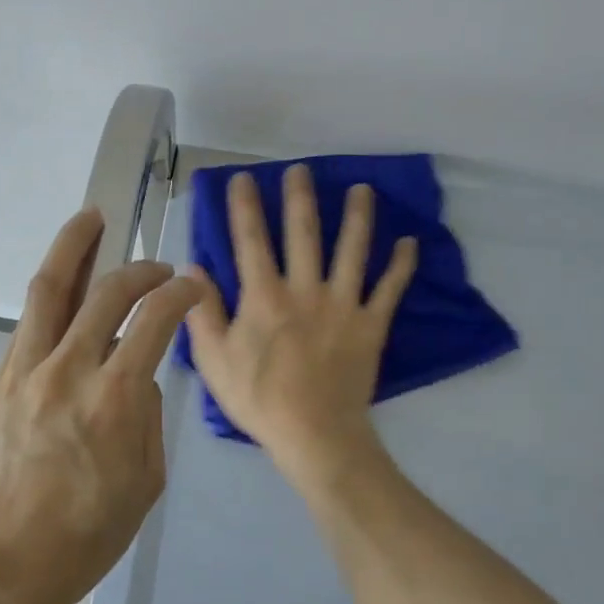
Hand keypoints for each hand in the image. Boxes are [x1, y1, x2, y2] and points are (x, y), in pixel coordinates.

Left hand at [0, 208, 201, 603]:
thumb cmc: (84, 538)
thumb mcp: (145, 483)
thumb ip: (147, 418)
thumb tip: (139, 377)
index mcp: (114, 398)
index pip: (155, 320)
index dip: (181, 294)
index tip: (193, 288)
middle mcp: (68, 370)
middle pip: (106, 292)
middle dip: (140, 269)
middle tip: (156, 268)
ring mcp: (24, 372)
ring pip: (49, 290)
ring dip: (73, 247)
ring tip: (89, 218)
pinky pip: (27, 329)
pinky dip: (51, 303)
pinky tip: (63, 296)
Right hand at [184, 165, 417, 480]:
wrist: (315, 434)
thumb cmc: (258, 399)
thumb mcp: (214, 360)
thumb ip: (202, 312)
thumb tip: (193, 268)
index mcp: (264, 297)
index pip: (251, 241)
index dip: (246, 206)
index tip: (244, 178)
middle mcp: (305, 290)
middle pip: (303, 234)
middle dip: (300, 198)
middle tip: (301, 169)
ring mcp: (343, 305)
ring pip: (352, 251)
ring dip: (357, 217)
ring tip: (362, 188)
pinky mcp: (371, 324)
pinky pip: (389, 289)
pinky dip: (401, 266)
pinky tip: (409, 242)